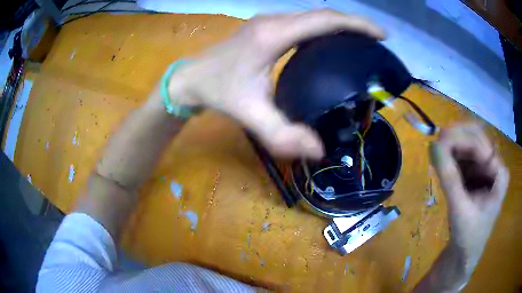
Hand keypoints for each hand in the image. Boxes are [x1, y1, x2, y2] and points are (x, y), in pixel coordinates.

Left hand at [168, 9, 384, 158]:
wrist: (192, 78)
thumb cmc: (218, 92)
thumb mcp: (249, 115)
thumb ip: (282, 135)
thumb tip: (318, 151)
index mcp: (274, 35)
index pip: (324, 20)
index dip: (357, 24)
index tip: (381, 35)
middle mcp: (274, 21)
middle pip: (323, 14)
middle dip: (354, 24)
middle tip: (376, 42)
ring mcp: (269, 21)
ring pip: (313, 16)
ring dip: (340, 24)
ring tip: (362, 42)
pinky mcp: (267, 26)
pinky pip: (303, 22)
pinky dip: (324, 28)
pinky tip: (333, 42)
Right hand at [430, 124, 508, 273]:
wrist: (464, 256)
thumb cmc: (468, 237)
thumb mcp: (460, 210)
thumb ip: (449, 178)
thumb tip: (433, 146)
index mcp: (499, 172)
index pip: (481, 143)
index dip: (460, 139)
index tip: (438, 142)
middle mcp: (495, 164)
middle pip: (476, 138)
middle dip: (457, 138)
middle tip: (436, 143)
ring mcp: (486, 169)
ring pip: (469, 145)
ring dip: (453, 147)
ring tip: (438, 155)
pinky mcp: (476, 175)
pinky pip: (464, 158)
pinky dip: (452, 157)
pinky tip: (443, 164)